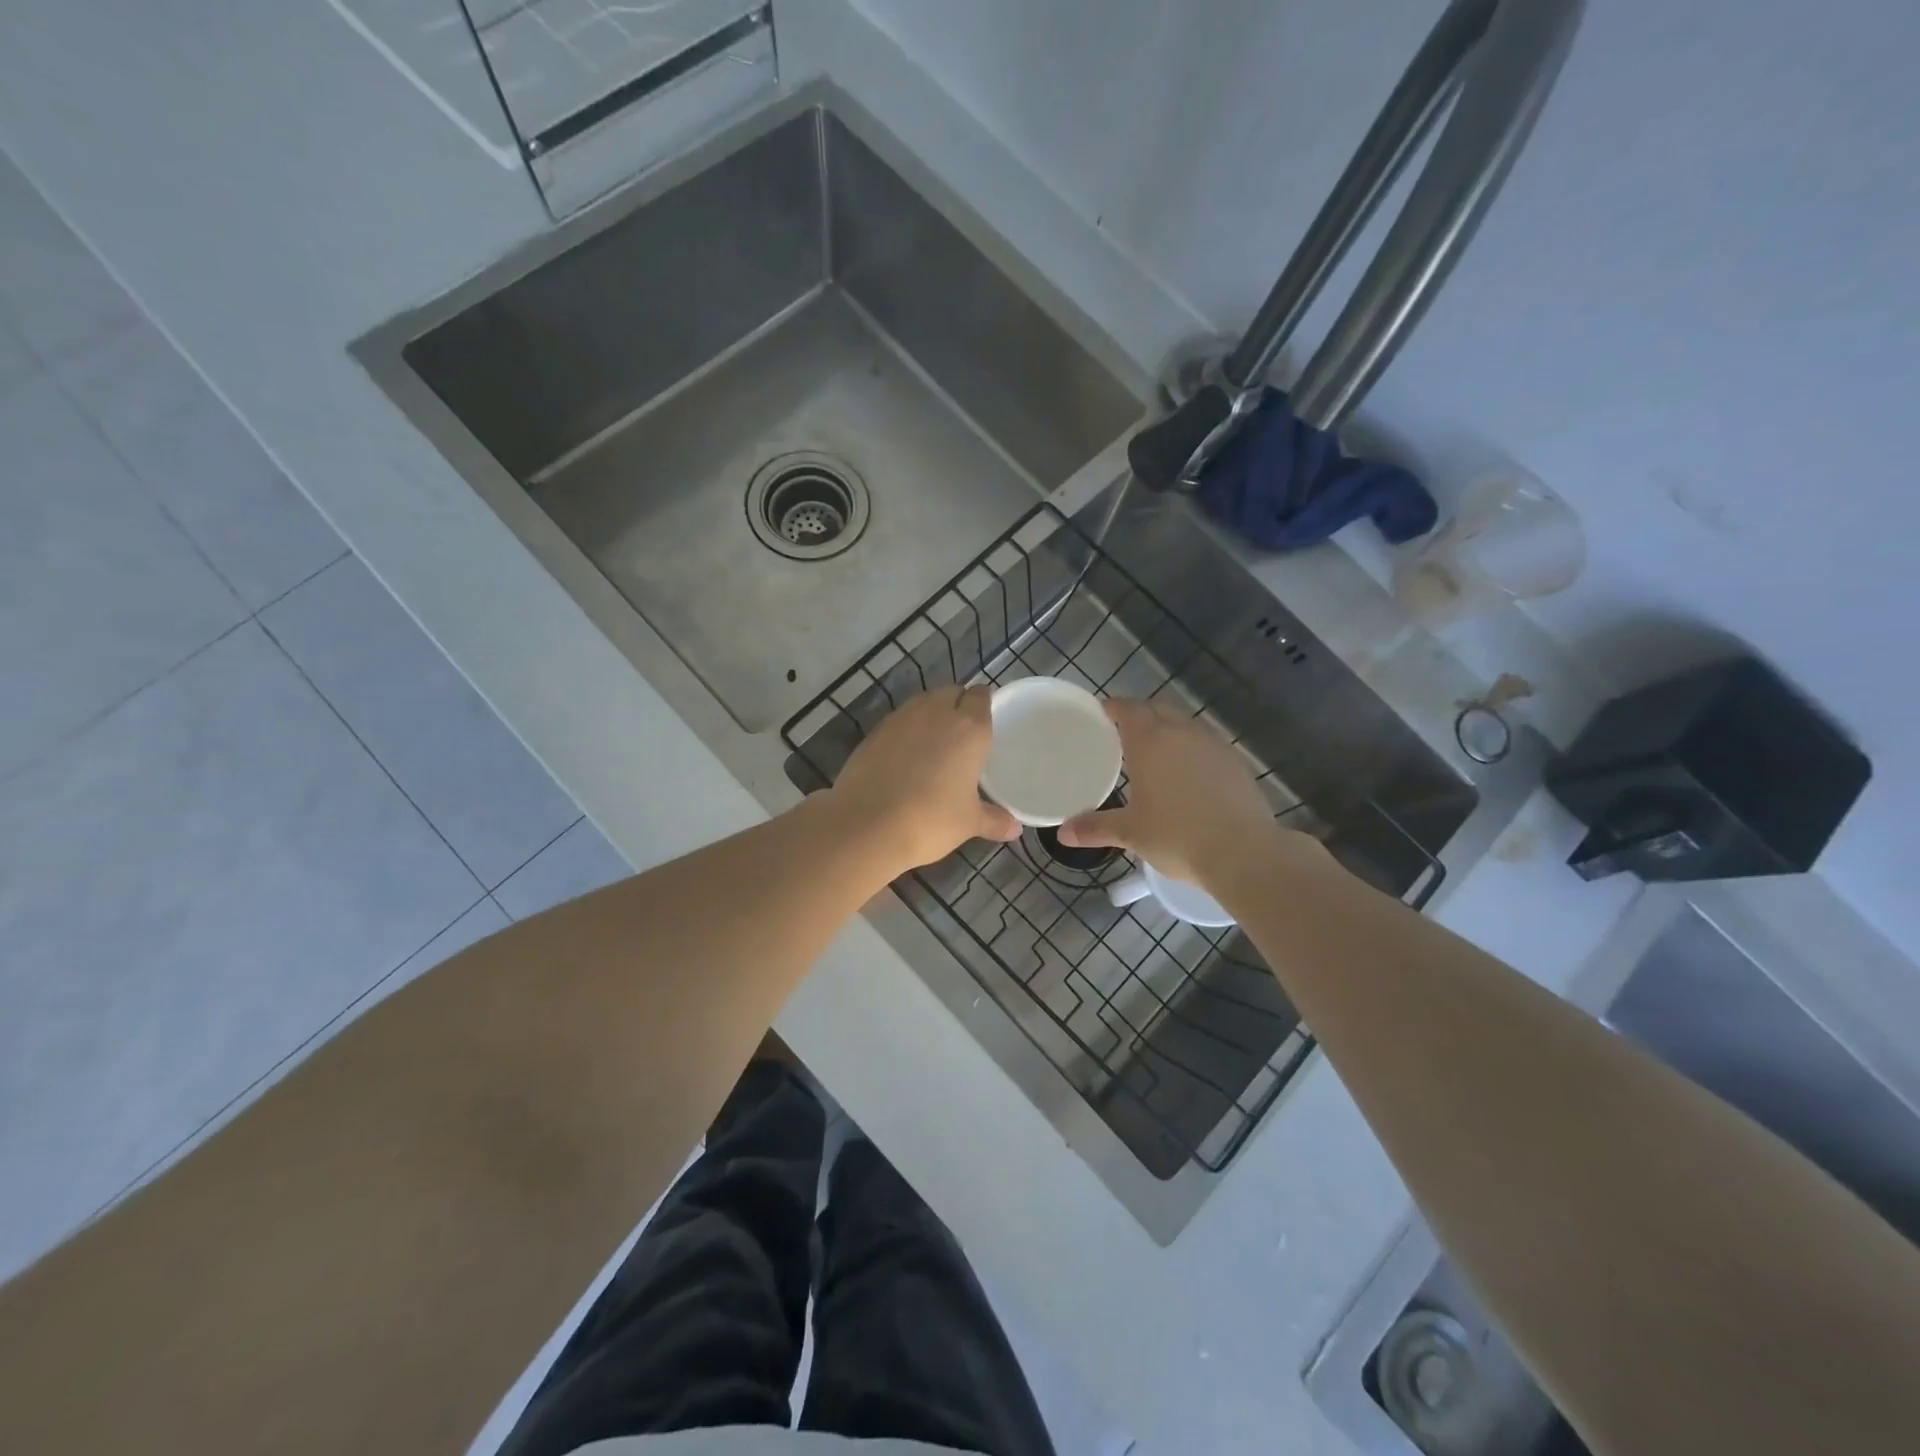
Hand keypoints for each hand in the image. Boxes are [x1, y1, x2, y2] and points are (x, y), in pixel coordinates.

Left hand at [828, 687, 1020, 873]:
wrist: (868, 824)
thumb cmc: (931, 820)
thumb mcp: (969, 823)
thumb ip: (995, 820)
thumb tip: (1015, 830)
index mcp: (969, 728)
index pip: (981, 696)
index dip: (984, 704)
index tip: (987, 721)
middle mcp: (936, 713)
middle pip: (952, 692)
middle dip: (958, 704)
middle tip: (962, 734)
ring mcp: (902, 718)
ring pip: (923, 702)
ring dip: (931, 713)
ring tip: (934, 742)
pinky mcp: (875, 731)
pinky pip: (899, 720)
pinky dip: (906, 730)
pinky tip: (905, 755)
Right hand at [1059, 698, 1311, 889]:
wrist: (1243, 853)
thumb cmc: (1177, 837)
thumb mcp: (1130, 833)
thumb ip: (1095, 828)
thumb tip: (1063, 834)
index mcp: (1150, 742)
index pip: (1128, 709)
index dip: (1113, 708)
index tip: (1102, 714)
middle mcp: (1182, 733)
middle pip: (1157, 709)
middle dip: (1139, 715)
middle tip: (1122, 733)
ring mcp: (1213, 744)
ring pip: (1184, 724)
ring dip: (1167, 729)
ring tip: (1155, 752)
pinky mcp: (1235, 761)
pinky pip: (1205, 742)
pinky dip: (1191, 748)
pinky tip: (1188, 772)